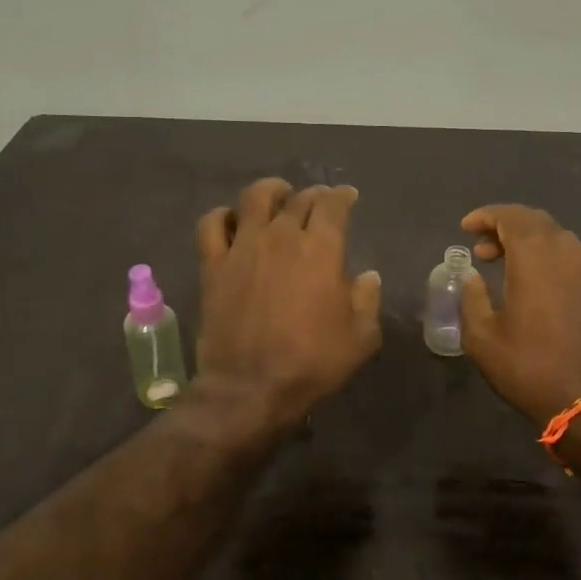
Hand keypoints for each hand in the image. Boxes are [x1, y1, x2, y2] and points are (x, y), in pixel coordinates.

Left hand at [194, 179, 382, 431]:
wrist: (250, 388)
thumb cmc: (312, 363)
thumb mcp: (360, 338)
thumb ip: (368, 300)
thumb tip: (368, 276)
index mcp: (321, 249)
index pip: (333, 205)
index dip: (343, 196)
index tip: (348, 197)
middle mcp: (281, 236)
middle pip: (298, 198)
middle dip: (313, 195)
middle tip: (319, 201)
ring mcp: (243, 247)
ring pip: (254, 198)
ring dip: (271, 191)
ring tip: (278, 196)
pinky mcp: (213, 264)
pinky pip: (211, 225)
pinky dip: (223, 216)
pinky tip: (232, 221)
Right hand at [459, 205, 580, 426]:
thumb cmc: (529, 369)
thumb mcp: (483, 338)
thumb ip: (472, 298)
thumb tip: (472, 276)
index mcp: (536, 259)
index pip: (512, 217)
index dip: (487, 215)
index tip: (466, 227)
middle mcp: (567, 255)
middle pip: (537, 221)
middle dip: (506, 225)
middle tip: (482, 247)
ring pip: (558, 238)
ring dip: (529, 242)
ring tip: (506, 265)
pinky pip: (573, 259)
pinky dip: (549, 258)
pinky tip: (536, 285)